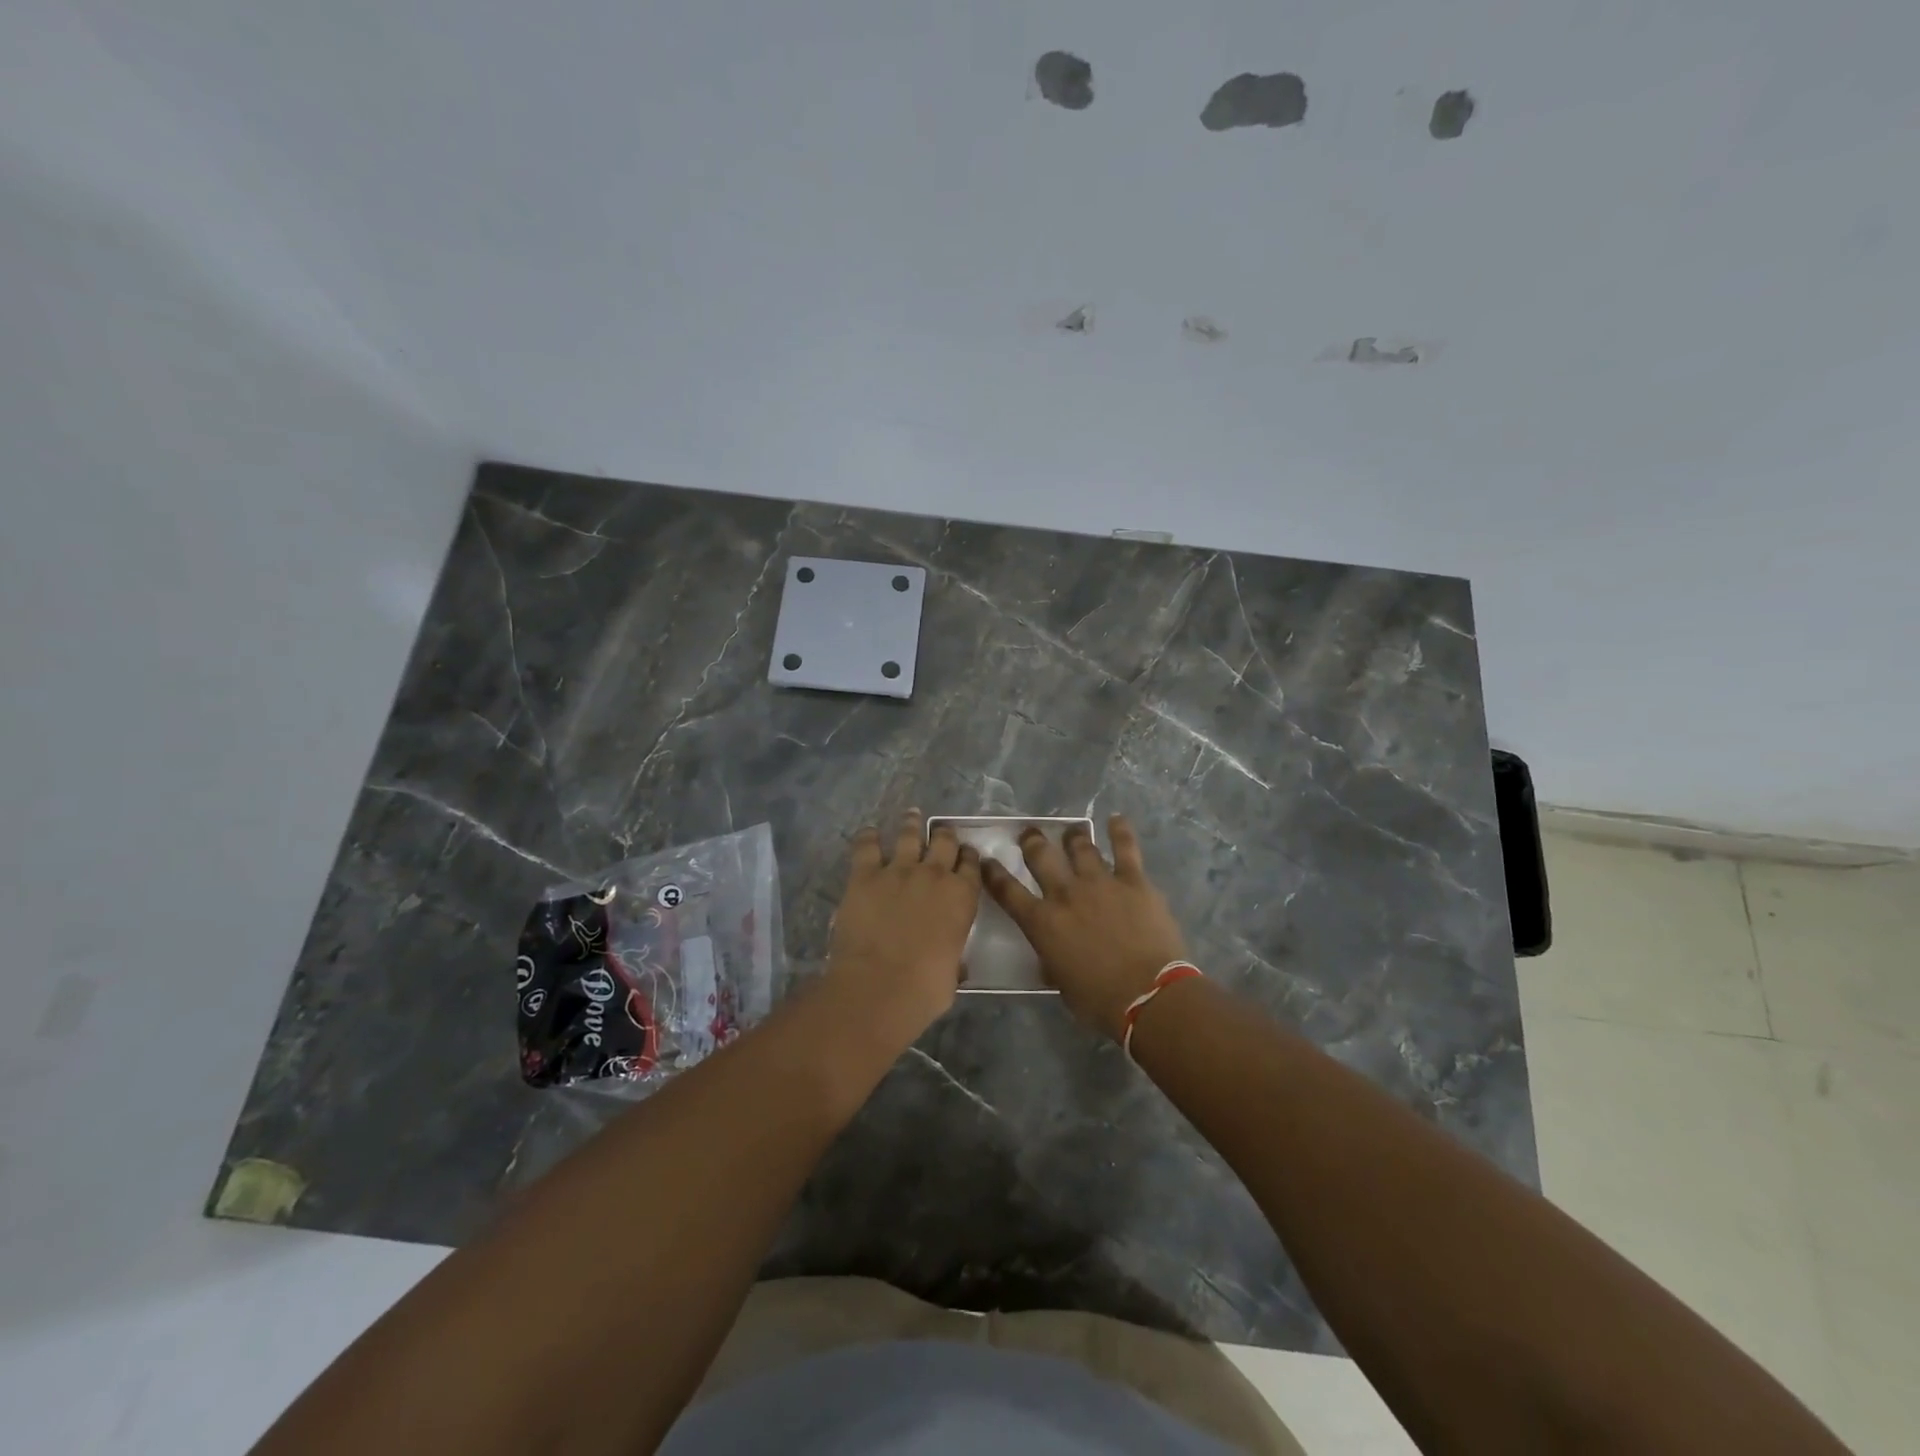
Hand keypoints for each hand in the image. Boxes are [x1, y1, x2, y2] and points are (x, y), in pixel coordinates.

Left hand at [824, 810, 981, 1049]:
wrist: (879, 986)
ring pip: (910, 835)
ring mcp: (899, 870)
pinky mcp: (865, 874)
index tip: (966, 854)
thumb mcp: (952, 975)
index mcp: (962, 898)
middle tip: (942, 830)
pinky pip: (867, 846)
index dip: (969, 857)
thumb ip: (954, 959)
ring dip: (912, 824)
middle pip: (944, 842)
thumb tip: (955, 965)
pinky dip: (868, 837)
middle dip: (945, 834)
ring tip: (912, 814)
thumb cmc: (923, 989)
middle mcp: (934, 875)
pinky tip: (869, 832)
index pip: (972, 866)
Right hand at [982, 815, 1188, 1041]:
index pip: (1007, 891)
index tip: (986, 861)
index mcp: (1042, 922)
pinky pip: (1125, 848)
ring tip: (1070, 830)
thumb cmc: (1099, 1001)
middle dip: (1032, 841)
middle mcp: (1065, 894)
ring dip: (1072, 836)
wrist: (1148, 995)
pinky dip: (1119, 831)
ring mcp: (1100, 882)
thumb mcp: (1061, 983)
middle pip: (1041, 856)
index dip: (993, 874)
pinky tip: (1115, 819)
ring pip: (1080, 847)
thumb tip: (1049, 955)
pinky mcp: (1133, 880)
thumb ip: (1051, 960)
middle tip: (1029, 834)